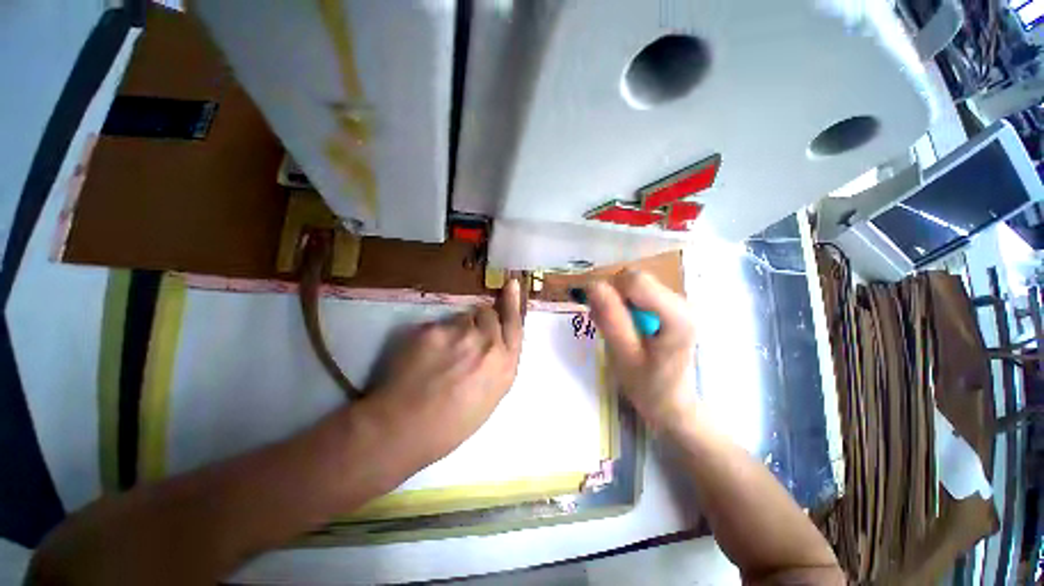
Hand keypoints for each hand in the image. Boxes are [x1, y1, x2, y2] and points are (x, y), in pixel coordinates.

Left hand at [358, 280, 524, 472]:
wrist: (404, 428)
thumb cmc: (452, 424)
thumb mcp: (490, 397)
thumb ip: (497, 364)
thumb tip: (493, 344)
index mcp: (505, 365)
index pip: (514, 324)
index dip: (513, 303)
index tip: (511, 284)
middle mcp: (488, 343)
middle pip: (487, 314)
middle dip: (480, 320)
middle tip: (465, 338)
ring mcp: (460, 333)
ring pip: (461, 318)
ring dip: (456, 329)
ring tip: (442, 353)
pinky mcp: (432, 329)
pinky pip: (438, 325)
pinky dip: (435, 336)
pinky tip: (424, 356)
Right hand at [587, 270, 696, 431]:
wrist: (673, 403)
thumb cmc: (649, 386)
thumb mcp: (624, 356)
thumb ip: (611, 319)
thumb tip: (593, 285)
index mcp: (676, 315)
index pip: (635, 281)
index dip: (612, 293)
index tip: (604, 316)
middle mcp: (681, 301)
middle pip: (634, 279)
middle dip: (614, 298)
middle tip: (609, 327)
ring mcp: (676, 302)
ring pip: (633, 285)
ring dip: (617, 303)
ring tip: (618, 331)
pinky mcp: (668, 305)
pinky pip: (637, 293)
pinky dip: (624, 306)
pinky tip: (626, 328)